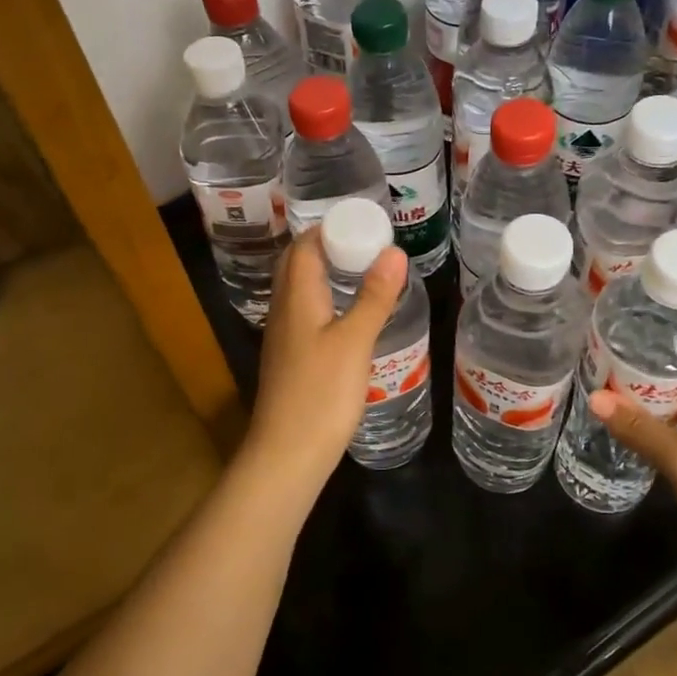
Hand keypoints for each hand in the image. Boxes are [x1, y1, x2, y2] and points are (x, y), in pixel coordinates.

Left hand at [243, 230, 408, 483]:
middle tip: (365, 244)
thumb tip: (393, 252)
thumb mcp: (354, 342)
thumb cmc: (321, 393)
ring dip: (326, 274)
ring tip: (362, 272)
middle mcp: (283, 311)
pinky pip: (305, 314)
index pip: (303, 247)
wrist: (287, 453)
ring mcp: (283, 337)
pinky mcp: (290, 359)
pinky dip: (326, 301)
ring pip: (300, 291)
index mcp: (296, 299)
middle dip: (326, 247)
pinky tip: (349, 316)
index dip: (328, 228)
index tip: (362, 223)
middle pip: (297, 266)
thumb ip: (374, 297)